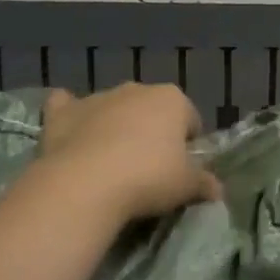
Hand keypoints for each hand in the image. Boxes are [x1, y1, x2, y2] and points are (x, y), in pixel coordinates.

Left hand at [36, 83, 222, 223]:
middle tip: (148, 169)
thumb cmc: (148, 178)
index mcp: (172, 99)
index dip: (188, 144)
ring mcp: (96, 98)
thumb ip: (205, 183)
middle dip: (151, 132)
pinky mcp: (62, 112)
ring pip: (112, 109)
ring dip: (114, 127)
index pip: (190, 118)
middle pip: (150, 110)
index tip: (181, 168)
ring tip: (111, 165)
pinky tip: (71, 135)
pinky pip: (67, 106)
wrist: (85, 184)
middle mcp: (135, 89)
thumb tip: (217, 189)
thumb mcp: (187, 186)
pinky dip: (70, 116)